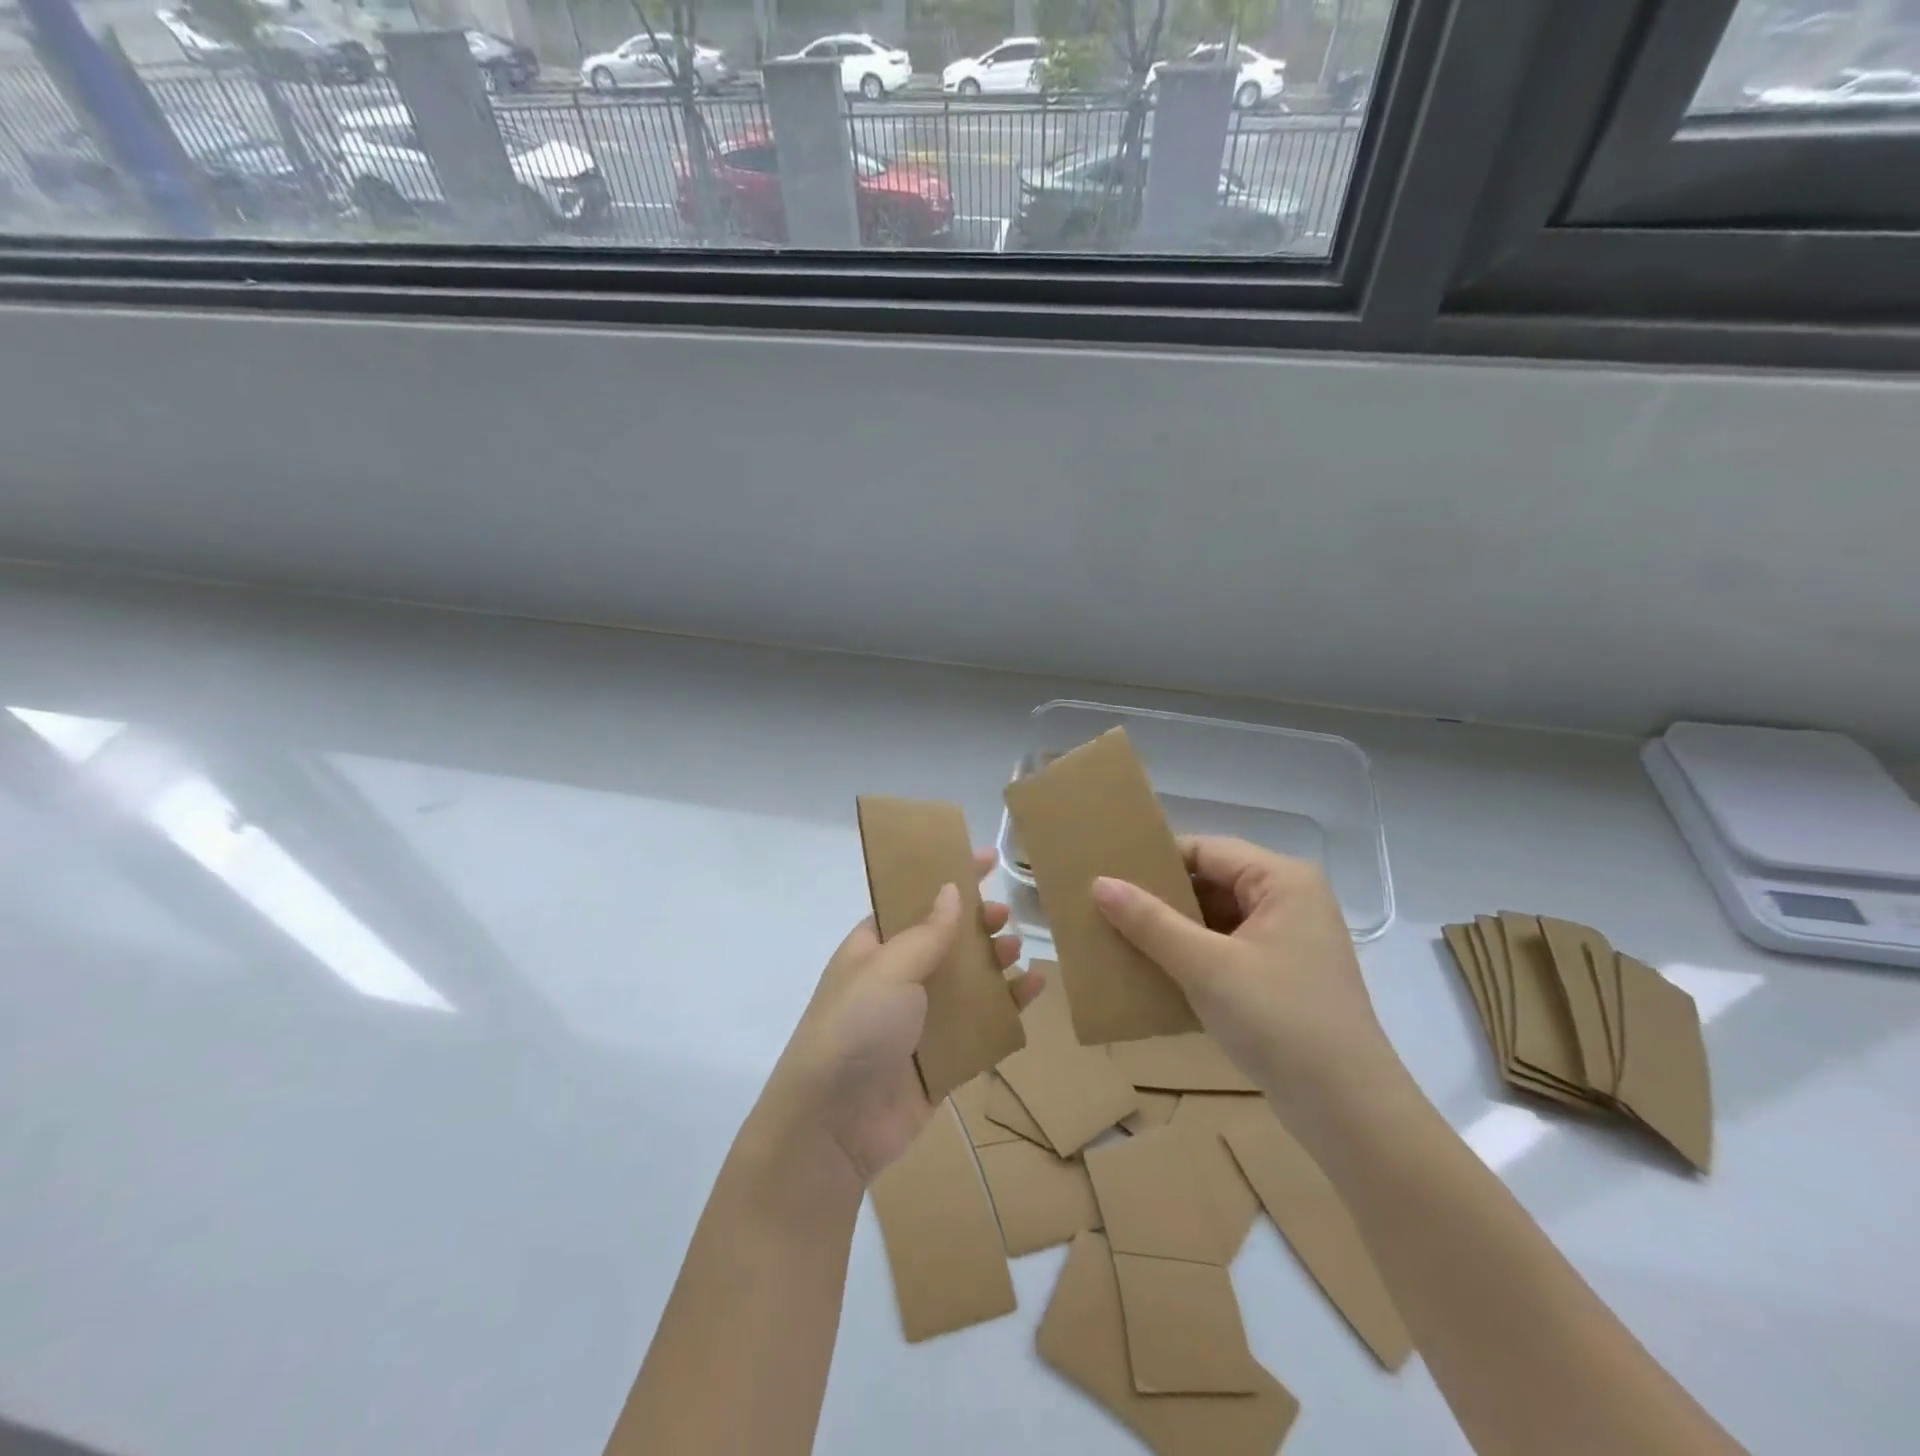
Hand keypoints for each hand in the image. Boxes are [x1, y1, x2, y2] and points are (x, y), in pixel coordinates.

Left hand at [761, 848, 1044, 1188]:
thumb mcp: (888, 968)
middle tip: (1005, 914)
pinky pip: (982, 1024)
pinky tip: (1032, 990)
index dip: (947, 877)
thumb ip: (926, 931)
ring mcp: (921, 1021)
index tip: (986, 857)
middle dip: (976, 923)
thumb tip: (951, 889)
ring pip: (968, 981)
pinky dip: (1008, 1006)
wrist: (833, 1127)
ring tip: (1018, 949)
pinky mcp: (943, 1059)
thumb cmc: (856, 1028)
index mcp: (874, 948)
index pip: (914, 900)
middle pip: (946, 940)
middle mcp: (898, 979)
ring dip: (995, 962)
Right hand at [1091, 837, 1399, 1117]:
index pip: (1205, 851)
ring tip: (1119, 937)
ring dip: (1173, 930)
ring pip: (1216, 919)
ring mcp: (1288, 940)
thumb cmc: (1280, 1022)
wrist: (1350, 1113)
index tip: (1107, 876)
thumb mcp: (1206, 967)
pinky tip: (1153, 971)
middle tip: (1105, 908)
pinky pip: (1226, 949)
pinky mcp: (1282, 976)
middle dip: (1161, 898)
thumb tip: (1100, 883)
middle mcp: (1290, 900)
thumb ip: (1151, 922)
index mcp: (1282, 880)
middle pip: (1211, 883)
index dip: (1155, 861)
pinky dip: (1192, 957)